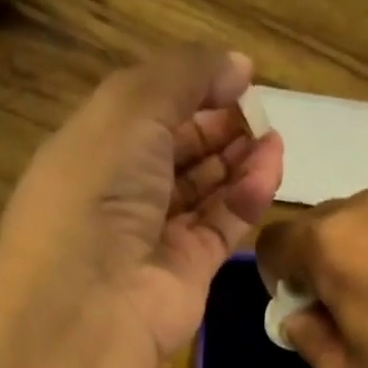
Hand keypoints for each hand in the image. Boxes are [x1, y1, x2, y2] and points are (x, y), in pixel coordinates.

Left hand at [0, 46, 284, 362]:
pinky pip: (224, 225)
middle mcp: (122, 194)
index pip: (146, 114)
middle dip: (218, 127)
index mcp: (93, 151)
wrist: (93, 301)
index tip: (235, 78)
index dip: (189, 92)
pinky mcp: (190, 270)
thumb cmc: (98, 191)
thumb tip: (238, 65)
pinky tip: (271, 167)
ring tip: (274, 135)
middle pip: (179, 153)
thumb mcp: (130, 109)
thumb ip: (185, 76)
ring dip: (239, 159)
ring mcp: (157, 237)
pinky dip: (248, 196)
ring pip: (206, 190)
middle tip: (258, 110)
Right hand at [255, 187, 367, 367]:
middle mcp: (365, 204)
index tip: (301, 307)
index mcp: (330, 242)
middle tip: (341, 306)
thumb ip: (304, 337)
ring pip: (357, 220)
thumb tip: (298, 315)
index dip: (276, 278)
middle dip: (315, 263)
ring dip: (353, 251)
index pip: (273, 242)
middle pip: (315, 226)